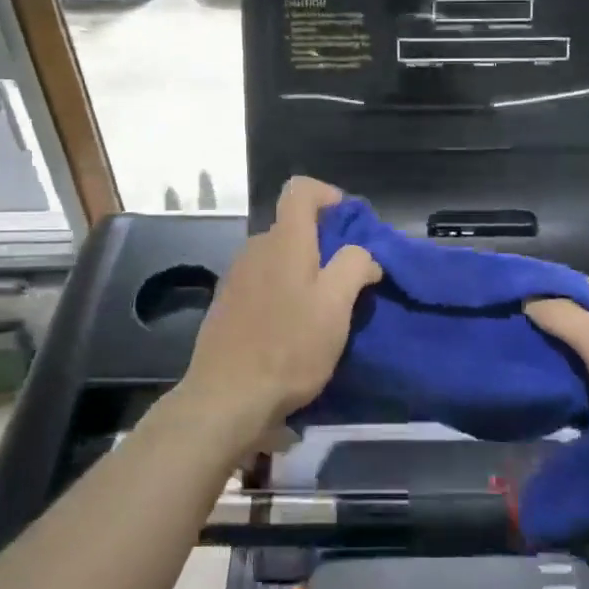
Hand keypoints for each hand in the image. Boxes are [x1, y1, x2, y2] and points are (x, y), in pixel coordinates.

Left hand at [176, 177, 381, 445]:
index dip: (328, 195)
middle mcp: (255, 249)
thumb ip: (354, 266)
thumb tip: (362, 254)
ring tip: (322, 310)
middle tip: (347, 279)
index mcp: (284, 241)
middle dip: (323, 243)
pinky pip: (262, 283)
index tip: (349, 222)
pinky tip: (292, 329)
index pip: (300, 190)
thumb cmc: (289, 348)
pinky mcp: (226, 305)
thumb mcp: (335, 307)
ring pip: (278, 258)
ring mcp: (236, 277)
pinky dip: (282, 293)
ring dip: (303, 272)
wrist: (226, 399)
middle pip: (292, 227)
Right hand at [526, 277, 588, 445]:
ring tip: (540, 371)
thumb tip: (528, 299)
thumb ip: (559, 315)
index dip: (541, 301)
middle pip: (581, 312)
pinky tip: (571, 387)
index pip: (568, 284)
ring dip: (571, 356)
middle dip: (554, 331)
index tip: (512, 323)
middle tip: (522, 351)